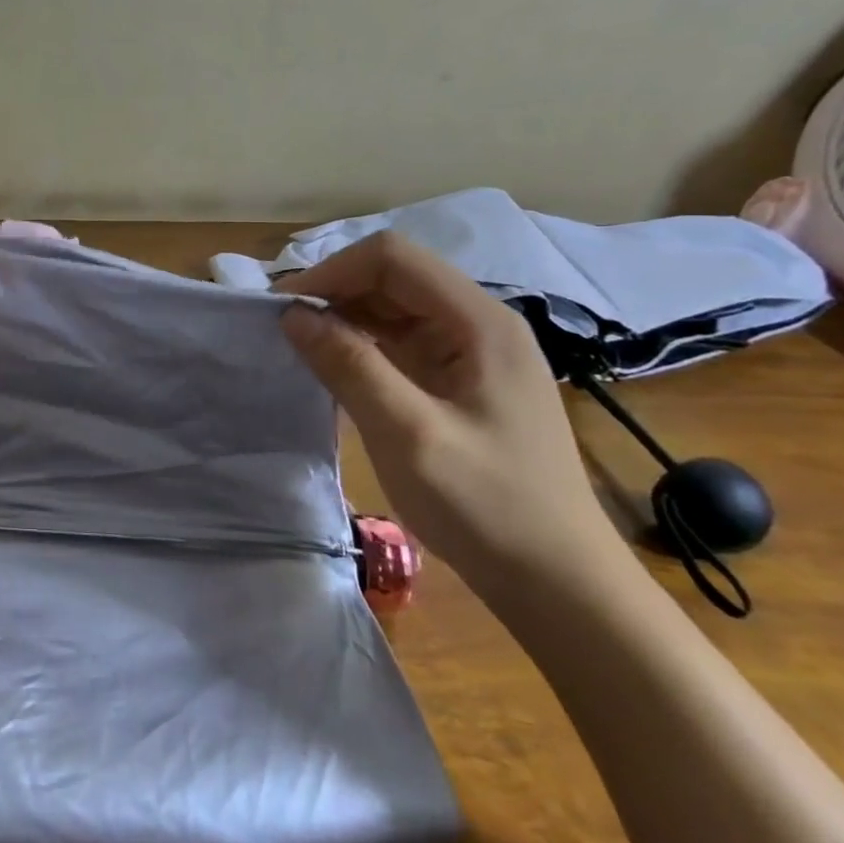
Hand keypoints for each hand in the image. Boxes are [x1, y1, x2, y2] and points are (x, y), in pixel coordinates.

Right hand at [277, 231, 617, 591]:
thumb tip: (292, 314)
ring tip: (300, 347)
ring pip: (394, 307)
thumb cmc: (487, 507)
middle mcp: (479, 323)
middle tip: (284, 329)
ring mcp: (472, 353)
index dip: (333, 271)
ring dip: (345, 317)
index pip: (393, 258)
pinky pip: (402, 341)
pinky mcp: (462, 381)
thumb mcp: (407, 434)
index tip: (286, 308)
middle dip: (335, 292)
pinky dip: (362, 345)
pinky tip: (335, 369)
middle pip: (394, 276)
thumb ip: (349, 365)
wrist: (558, 584)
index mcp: (479, 322)